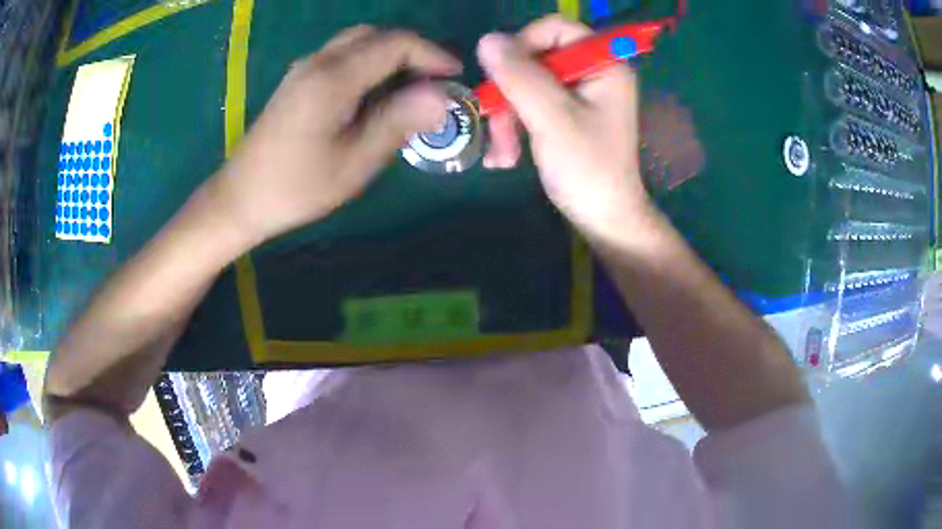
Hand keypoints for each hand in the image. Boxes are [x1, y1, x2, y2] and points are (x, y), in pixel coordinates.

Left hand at [210, 26, 461, 245]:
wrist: (239, 198)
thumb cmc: (295, 188)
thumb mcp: (353, 163)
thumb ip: (397, 122)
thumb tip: (441, 97)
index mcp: (333, 78)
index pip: (395, 43)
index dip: (433, 54)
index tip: (456, 77)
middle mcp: (318, 62)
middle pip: (376, 35)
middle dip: (412, 50)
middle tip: (435, 81)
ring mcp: (303, 69)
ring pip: (357, 42)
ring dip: (389, 55)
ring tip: (410, 88)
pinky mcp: (297, 80)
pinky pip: (341, 56)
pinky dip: (368, 63)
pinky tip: (374, 93)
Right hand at [476, 16, 651, 243]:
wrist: (604, 220)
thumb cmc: (588, 170)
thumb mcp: (552, 119)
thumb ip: (520, 76)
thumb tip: (488, 40)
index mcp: (604, 65)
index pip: (556, 29)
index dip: (524, 44)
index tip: (503, 74)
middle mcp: (593, 73)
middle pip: (536, 58)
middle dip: (510, 93)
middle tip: (497, 126)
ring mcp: (579, 95)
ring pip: (527, 85)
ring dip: (507, 118)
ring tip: (502, 155)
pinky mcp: (567, 115)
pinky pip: (531, 105)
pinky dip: (515, 128)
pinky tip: (505, 158)